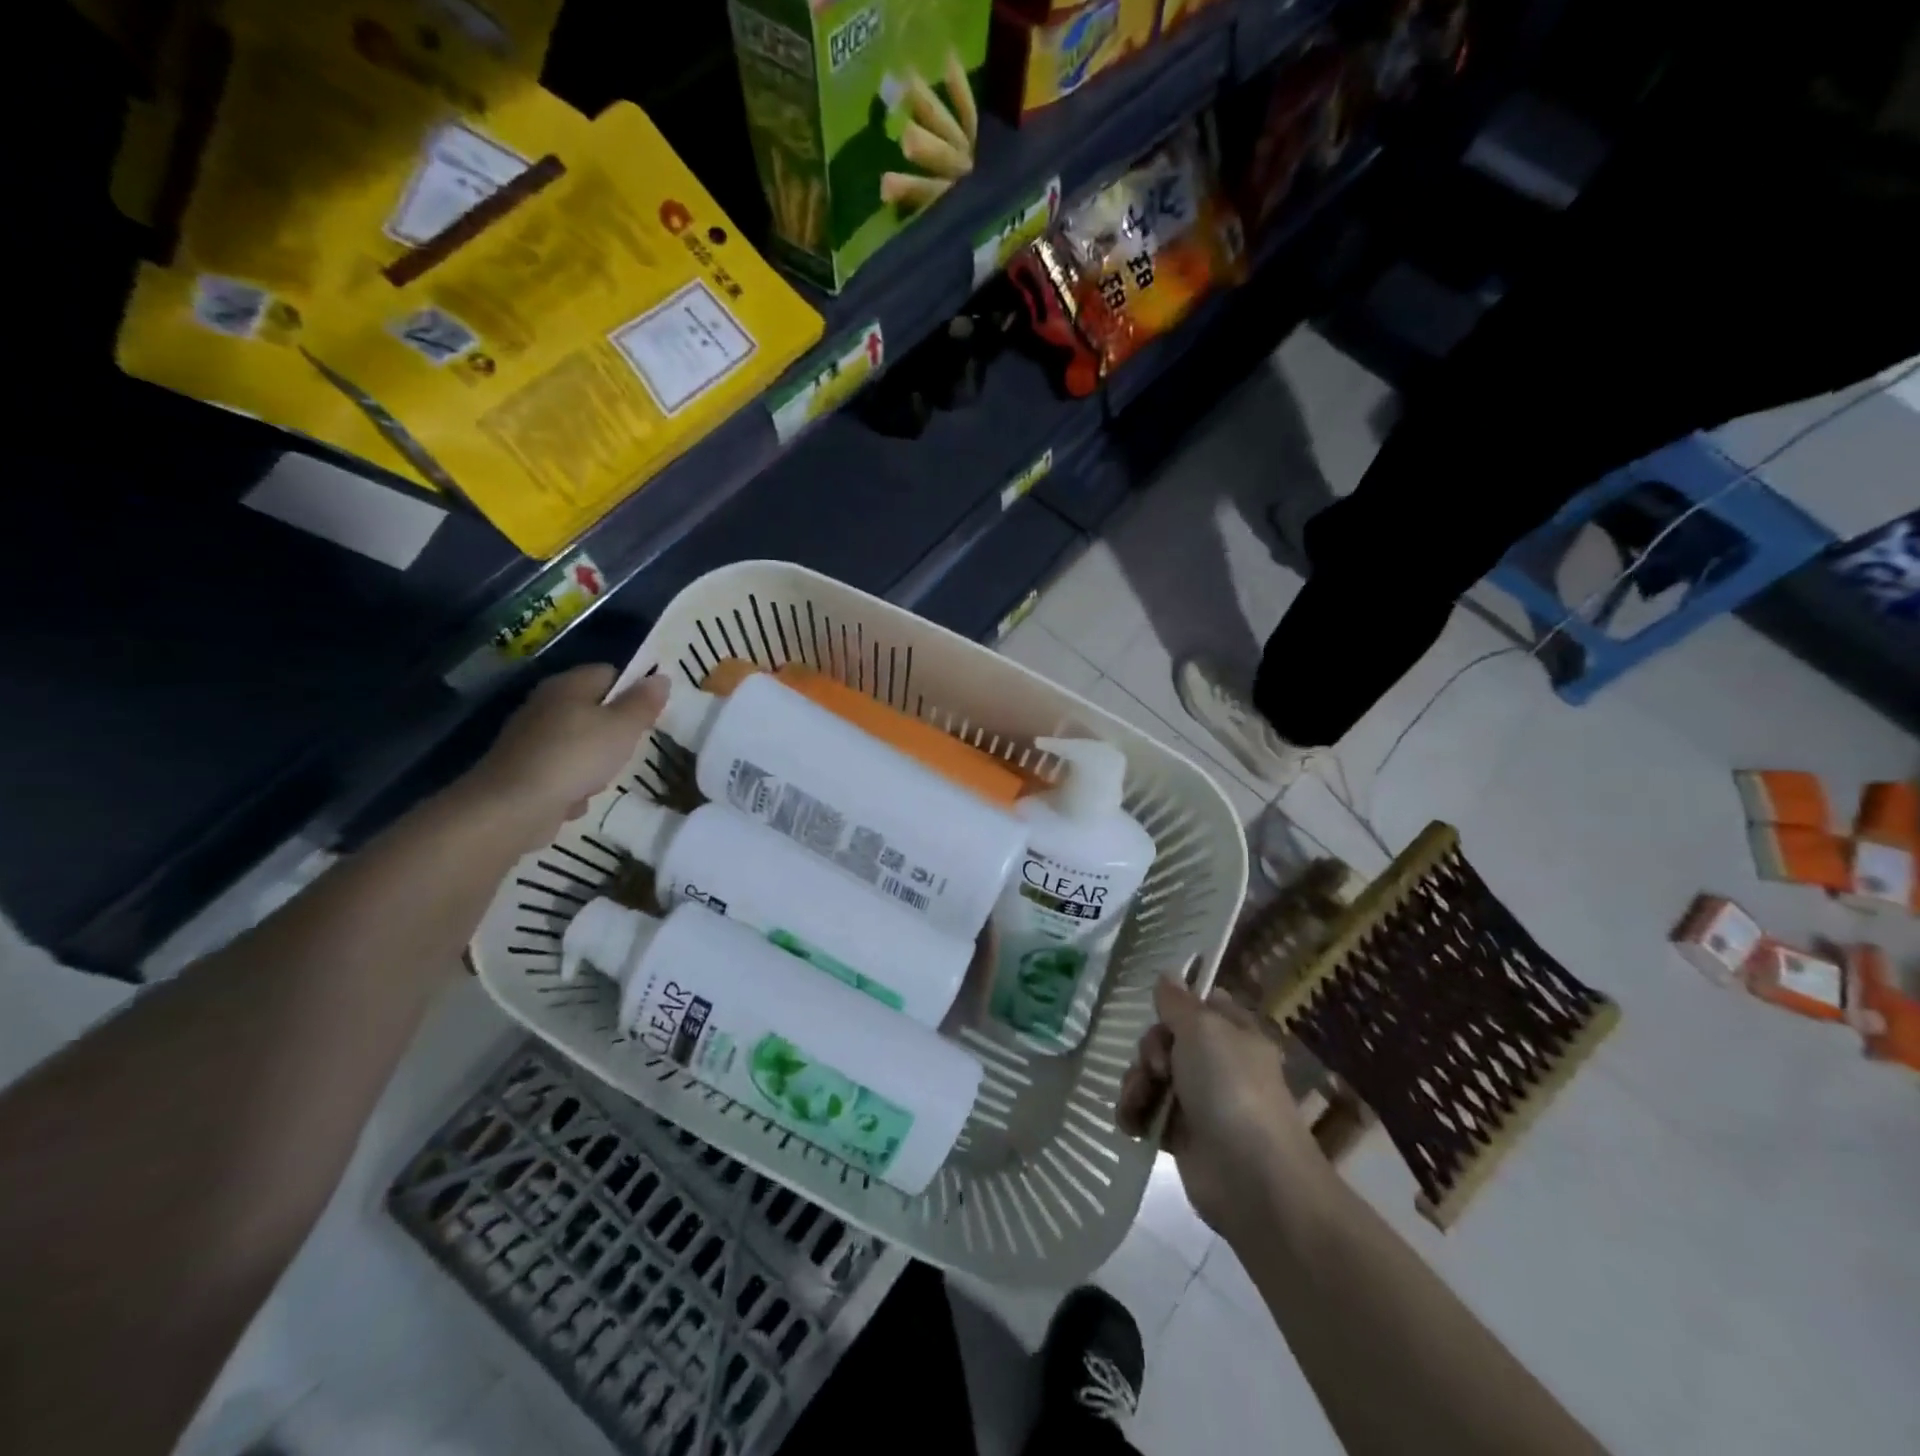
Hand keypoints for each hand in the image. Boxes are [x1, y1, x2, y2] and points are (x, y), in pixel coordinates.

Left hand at [463, 665, 668, 845]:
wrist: (513, 806)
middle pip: (594, 710)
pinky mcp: (524, 769)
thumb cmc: (576, 757)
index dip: (633, 690)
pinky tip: (576, 799)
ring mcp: (532, 738)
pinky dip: (573, 785)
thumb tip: (661, 677)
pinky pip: (562, 772)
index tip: (649, 716)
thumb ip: (644, 703)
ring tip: (601, 780)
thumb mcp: (623, 727)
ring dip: (596, 764)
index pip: (609, 673)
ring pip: (580, 744)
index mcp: (568, 685)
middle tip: (629, 749)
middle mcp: (546, 705)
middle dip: (615, 732)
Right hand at [1117, 976, 1328, 1235]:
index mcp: (1233, 1033)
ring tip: (1138, 1100)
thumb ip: (1178, 1002)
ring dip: (1136, 1083)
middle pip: (1166, 1038)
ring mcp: (1199, 1100)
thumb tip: (1168, 974)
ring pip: (1151, 1074)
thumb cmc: (1230, 1088)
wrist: (1250, 1177)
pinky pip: (1146, 1111)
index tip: (1158, 1011)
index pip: (1200, 1004)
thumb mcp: (1203, 1029)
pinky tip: (1130, 1121)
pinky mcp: (1181, 1135)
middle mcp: (1218, 1063)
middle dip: (1149, 1050)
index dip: (1176, 1005)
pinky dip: (1134, 1113)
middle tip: (1156, 1067)